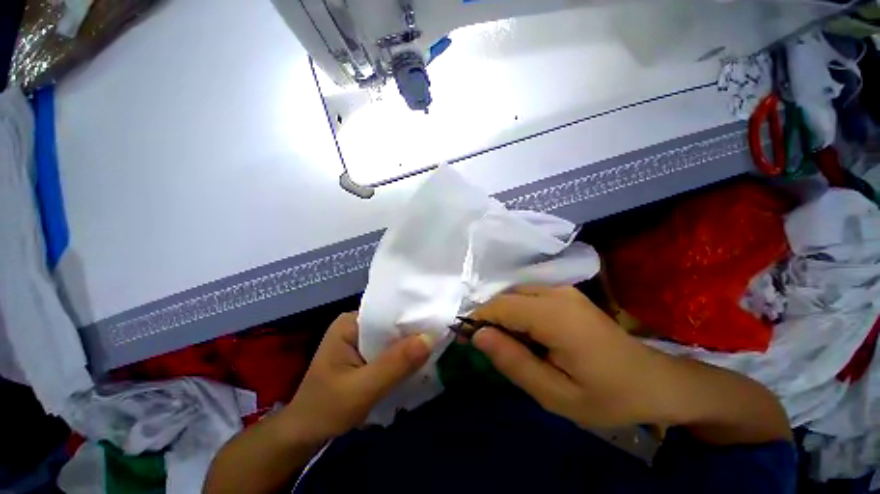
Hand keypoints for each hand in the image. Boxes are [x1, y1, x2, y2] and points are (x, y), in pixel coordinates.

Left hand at [282, 312, 432, 442]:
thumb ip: (395, 364)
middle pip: (392, 325)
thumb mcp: (361, 390)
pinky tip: (417, 363)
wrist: (302, 436)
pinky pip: (389, 350)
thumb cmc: (325, 410)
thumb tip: (430, 337)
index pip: (388, 312)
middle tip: (440, 338)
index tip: (437, 324)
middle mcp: (356, 325)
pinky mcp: (364, 354)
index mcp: (350, 323)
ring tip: (434, 349)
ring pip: (392, 338)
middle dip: (413, 334)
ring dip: (409, 347)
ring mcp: (360, 340)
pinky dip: (402, 357)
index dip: (412, 318)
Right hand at [471, 285, 676, 428]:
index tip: (465, 340)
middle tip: (487, 348)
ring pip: (515, 295)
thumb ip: (513, 362)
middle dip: (489, 318)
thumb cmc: (608, 396)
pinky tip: (526, 335)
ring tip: (507, 344)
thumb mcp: (556, 394)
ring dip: (503, 316)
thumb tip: (478, 335)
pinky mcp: (566, 294)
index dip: (477, 319)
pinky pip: (528, 296)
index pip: (500, 306)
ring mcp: (563, 290)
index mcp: (554, 316)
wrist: (654, 381)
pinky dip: (517, 312)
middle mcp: (556, 293)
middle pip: (506, 297)